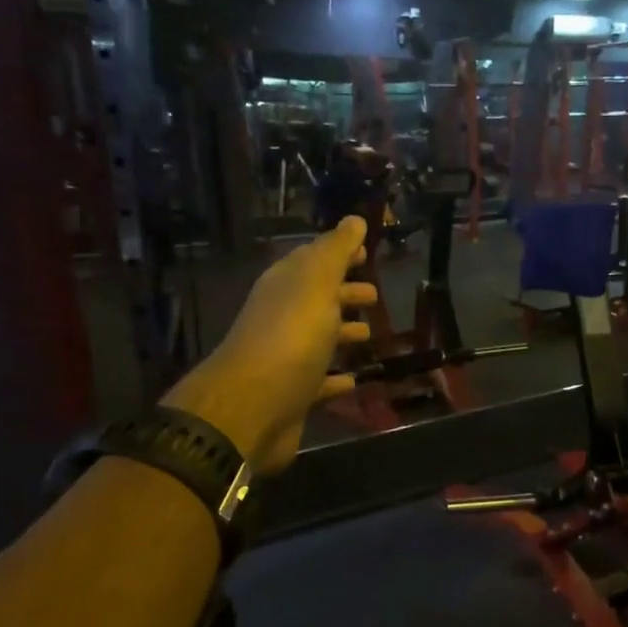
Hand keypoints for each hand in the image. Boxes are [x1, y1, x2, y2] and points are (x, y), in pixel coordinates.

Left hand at [160, 217, 377, 475]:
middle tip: (375, 294)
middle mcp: (282, 317)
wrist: (253, 407)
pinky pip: (320, 381)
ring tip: (371, 334)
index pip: (314, 259)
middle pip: (317, 299)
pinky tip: (355, 379)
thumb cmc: (291, 337)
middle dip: (344, 293)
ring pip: (319, 338)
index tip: (367, 252)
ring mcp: (286, 357)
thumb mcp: (317, 283)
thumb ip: (336, 251)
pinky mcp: (293, 394)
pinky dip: (336, 378)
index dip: (340, 253)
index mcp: (286, 286)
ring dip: (342, 332)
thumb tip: (354, 219)